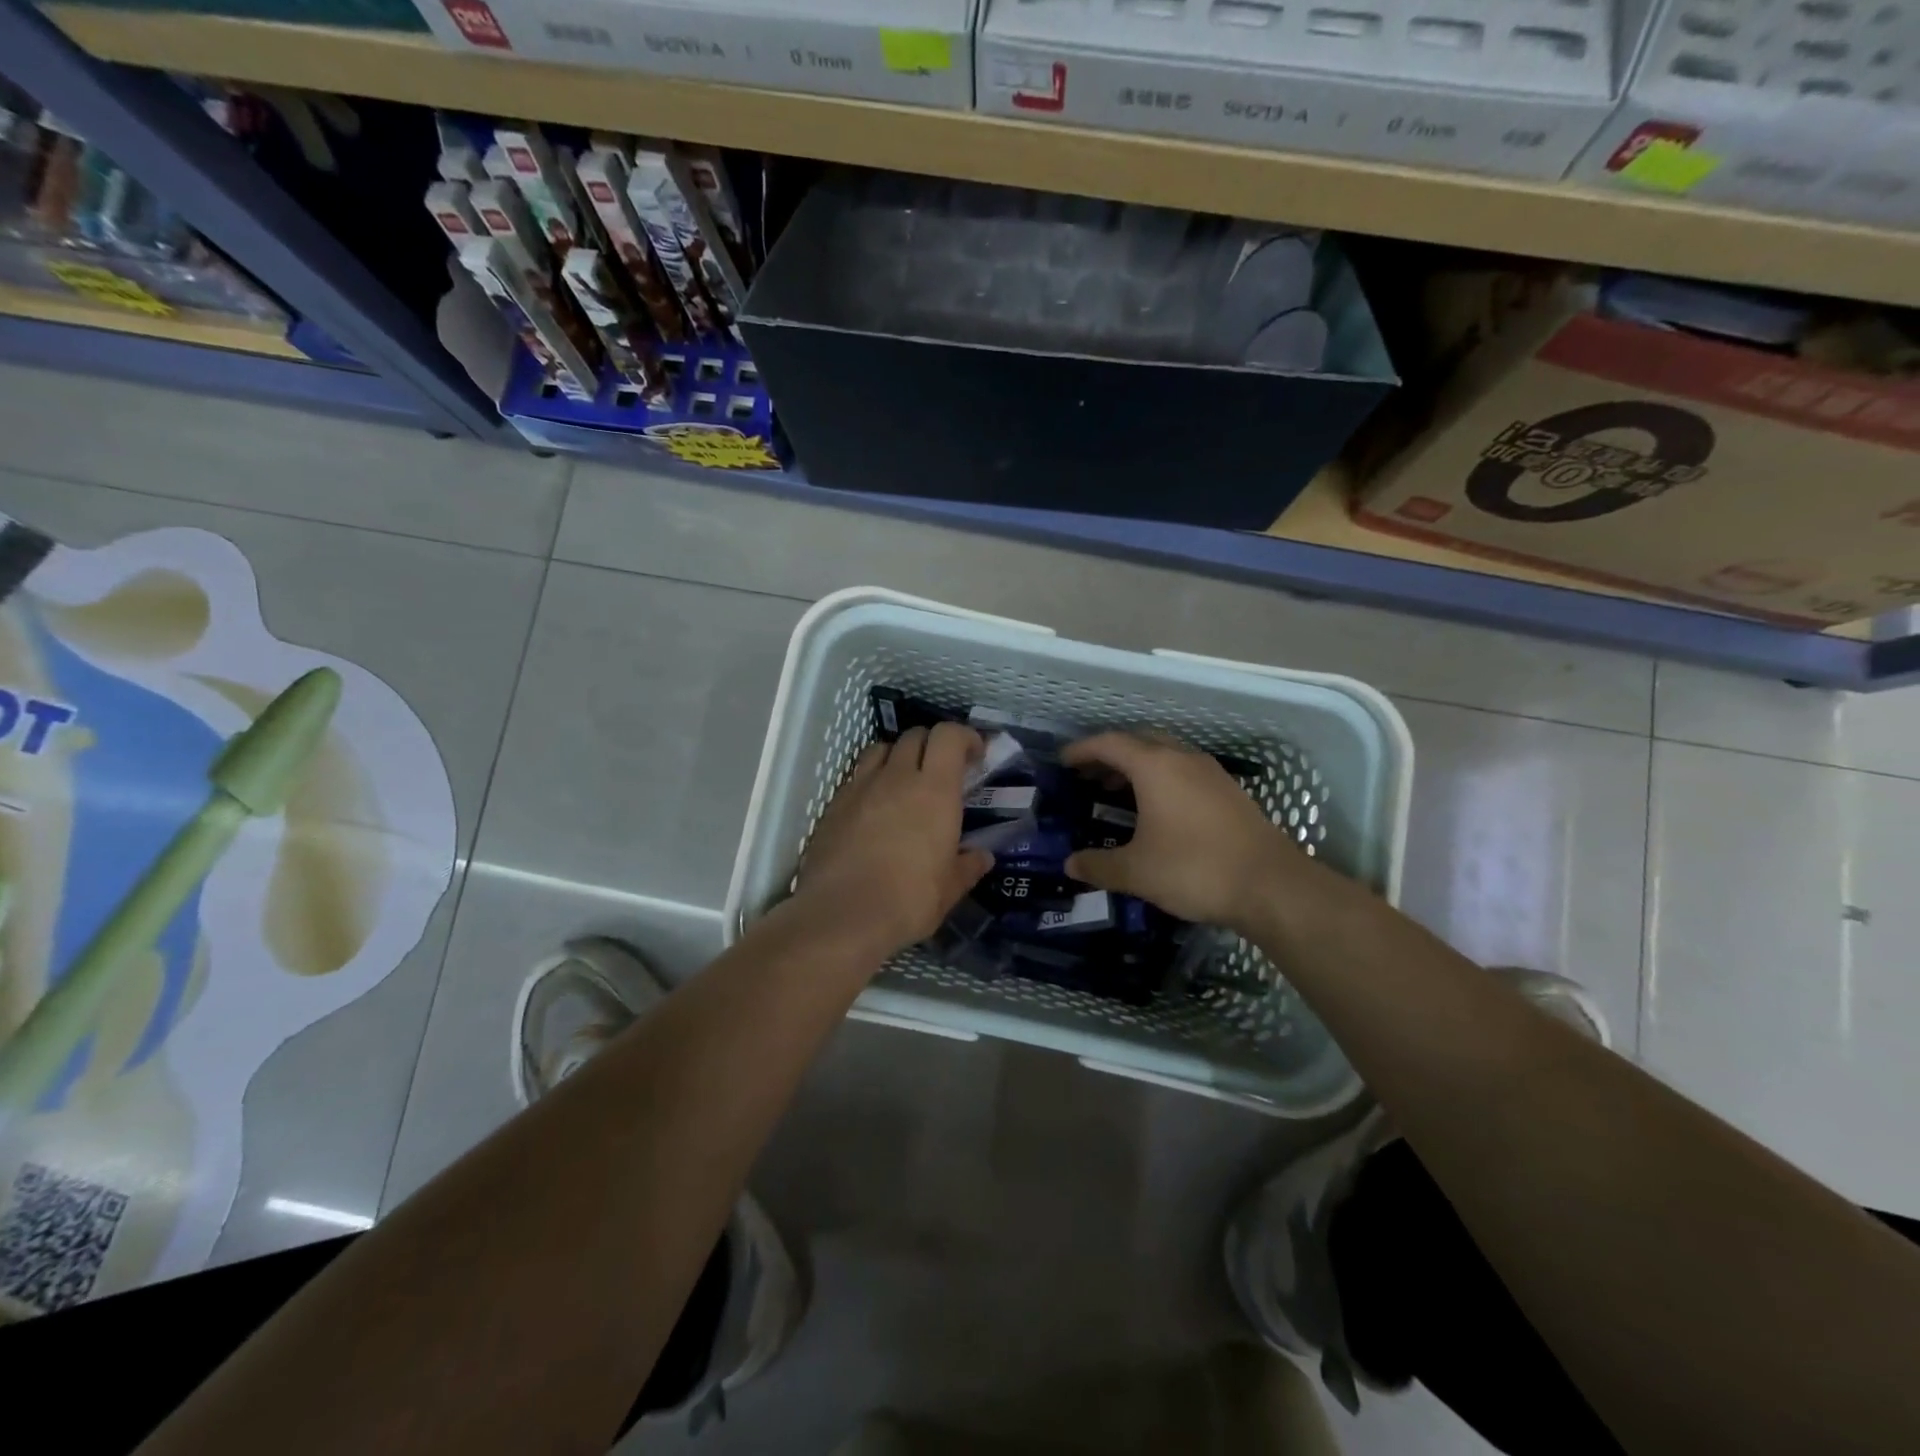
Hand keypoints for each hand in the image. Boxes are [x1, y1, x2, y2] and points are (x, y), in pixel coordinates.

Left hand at [796, 723, 992, 959]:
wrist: (840, 915)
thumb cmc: (907, 901)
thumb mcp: (949, 890)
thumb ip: (967, 867)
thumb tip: (982, 857)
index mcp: (934, 790)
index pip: (948, 736)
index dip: (964, 736)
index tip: (975, 754)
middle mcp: (897, 777)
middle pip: (915, 736)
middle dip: (933, 744)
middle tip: (942, 771)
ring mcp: (860, 787)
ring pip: (881, 749)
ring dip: (898, 755)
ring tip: (905, 781)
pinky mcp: (833, 804)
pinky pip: (857, 776)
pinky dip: (871, 780)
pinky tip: (875, 808)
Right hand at [1063, 732, 1304, 933]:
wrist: (1271, 886)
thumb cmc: (1194, 869)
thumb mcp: (1136, 872)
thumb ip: (1098, 865)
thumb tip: (1070, 864)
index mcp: (1155, 767)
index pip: (1110, 744)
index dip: (1082, 750)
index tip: (1062, 762)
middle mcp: (1183, 759)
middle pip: (1139, 742)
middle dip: (1110, 755)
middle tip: (1088, 776)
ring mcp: (1211, 773)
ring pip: (1165, 754)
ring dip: (1137, 765)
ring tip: (1117, 790)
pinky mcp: (1229, 792)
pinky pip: (1184, 771)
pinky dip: (1161, 778)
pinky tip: (1157, 809)